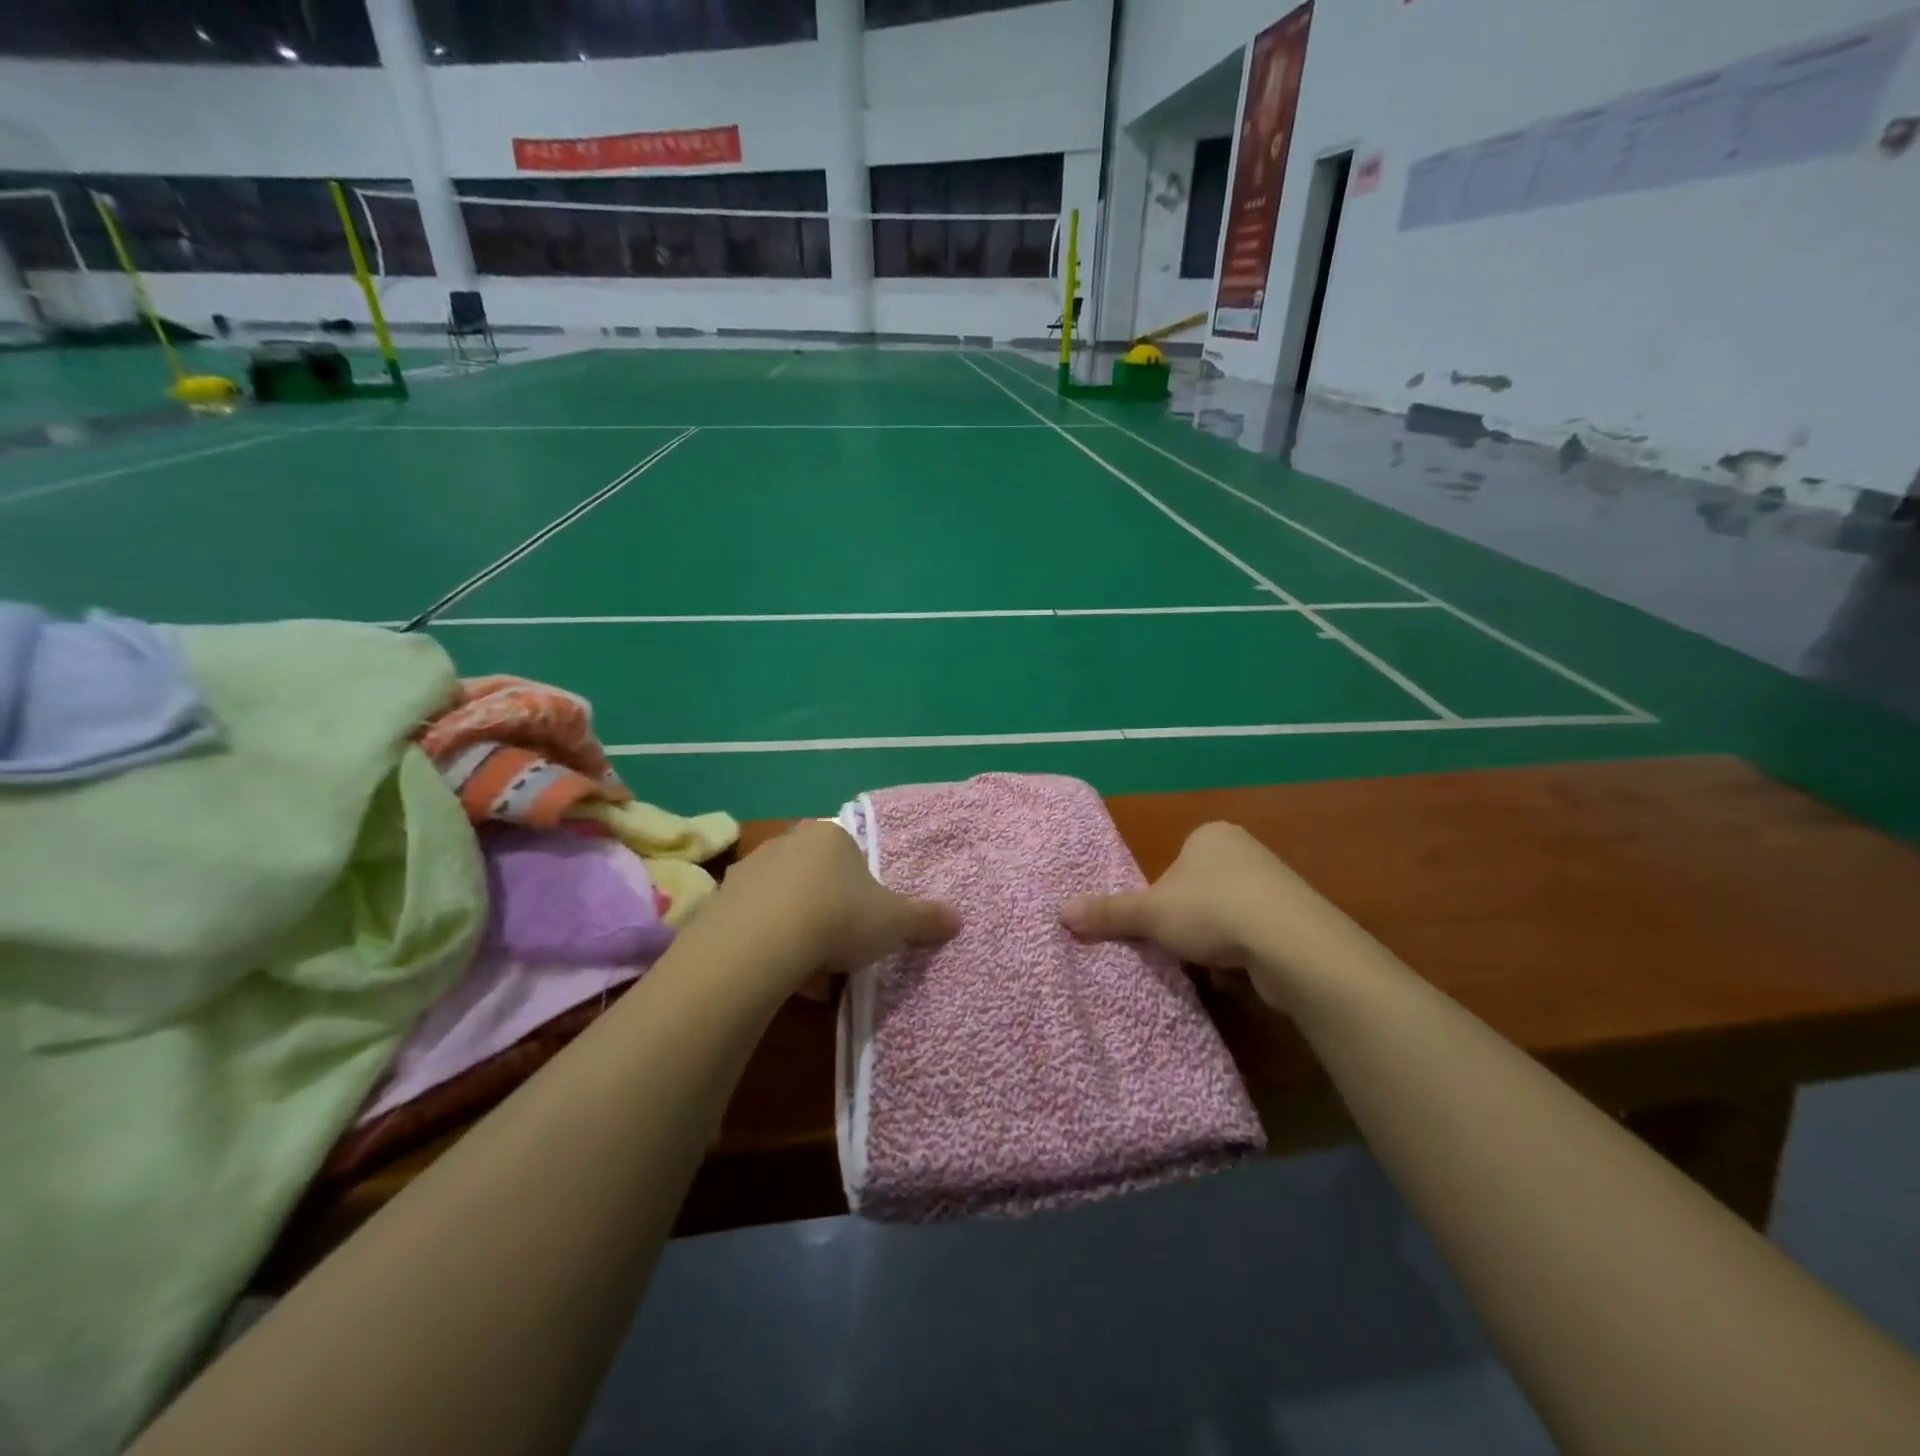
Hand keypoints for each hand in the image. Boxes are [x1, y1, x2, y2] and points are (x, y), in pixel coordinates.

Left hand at [712, 819, 959, 997]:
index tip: (863, 924)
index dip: (860, 892)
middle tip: (838, 946)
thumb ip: (926, 918)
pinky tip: (777, 971)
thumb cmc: (839, 916)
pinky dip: (766, 942)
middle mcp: (788, 842)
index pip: (851, 857)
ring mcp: (750, 868)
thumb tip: (959, 918)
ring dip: (795, 926)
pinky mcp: (720, 900)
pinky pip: (753, 921)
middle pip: (815, 876)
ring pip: (782, 898)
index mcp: (831, 836)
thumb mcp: (895, 921)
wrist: (763, 940)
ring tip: (807, 968)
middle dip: (826, 908)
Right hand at [1061, 821, 1376, 1008]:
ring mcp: (1276, 884)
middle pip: (1198, 893)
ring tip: (1211, 966)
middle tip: (1180, 949)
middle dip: (1188, 924)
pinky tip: (1240, 976)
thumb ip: (1109, 913)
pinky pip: (1256, 936)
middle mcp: (1245, 850)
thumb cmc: (1213, 912)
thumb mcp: (1151, 913)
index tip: (1161, 926)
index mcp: (1210, 835)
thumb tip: (1059, 912)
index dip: (1161, 900)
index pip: (1172, 867)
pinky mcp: (1297, 919)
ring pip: (1226, 917)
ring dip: (1214, 944)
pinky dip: (1243, 956)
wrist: (1294, 945)